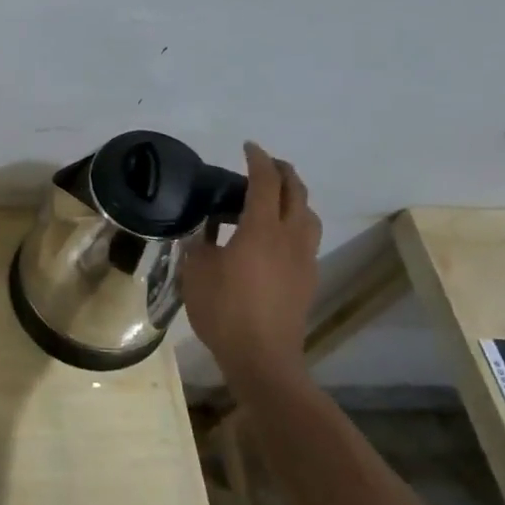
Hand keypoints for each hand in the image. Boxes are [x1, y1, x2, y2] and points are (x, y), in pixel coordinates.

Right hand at [180, 142, 321, 385]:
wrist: (262, 357)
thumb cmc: (224, 310)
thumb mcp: (196, 271)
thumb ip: (200, 245)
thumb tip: (203, 233)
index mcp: (262, 229)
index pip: (265, 182)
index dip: (257, 160)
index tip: (248, 147)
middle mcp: (290, 237)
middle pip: (296, 192)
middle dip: (283, 172)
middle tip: (265, 164)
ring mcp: (304, 259)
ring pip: (308, 215)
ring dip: (295, 197)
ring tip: (275, 198)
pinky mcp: (308, 279)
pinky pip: (306, 238)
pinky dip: (295, 223)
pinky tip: (276, 237)